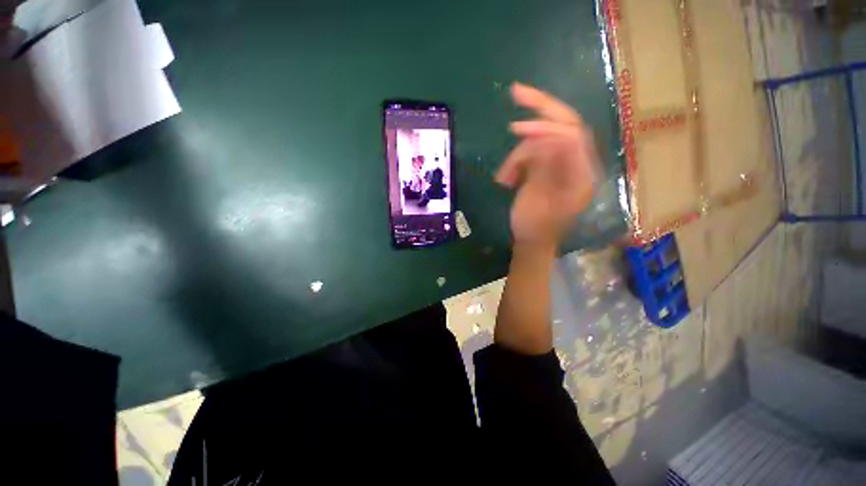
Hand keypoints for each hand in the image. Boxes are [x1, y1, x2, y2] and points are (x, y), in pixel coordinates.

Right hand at [495, 83, 598, 248]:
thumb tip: (553, 138)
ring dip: (518, 154)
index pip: (572, 135)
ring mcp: (561, 164)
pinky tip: (506, 177)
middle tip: (515, 92)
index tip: (516, 131)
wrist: (532, 242)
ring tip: (502, 177)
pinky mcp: (547, 168)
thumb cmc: (535, 229)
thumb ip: (548, 171)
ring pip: (541, 141)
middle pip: (564, 124)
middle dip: (540, 107)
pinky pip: (532, 153)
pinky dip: (516, 160)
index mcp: (582, 174)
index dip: (546, 127)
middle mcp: (577, 163)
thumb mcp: (539, 202)